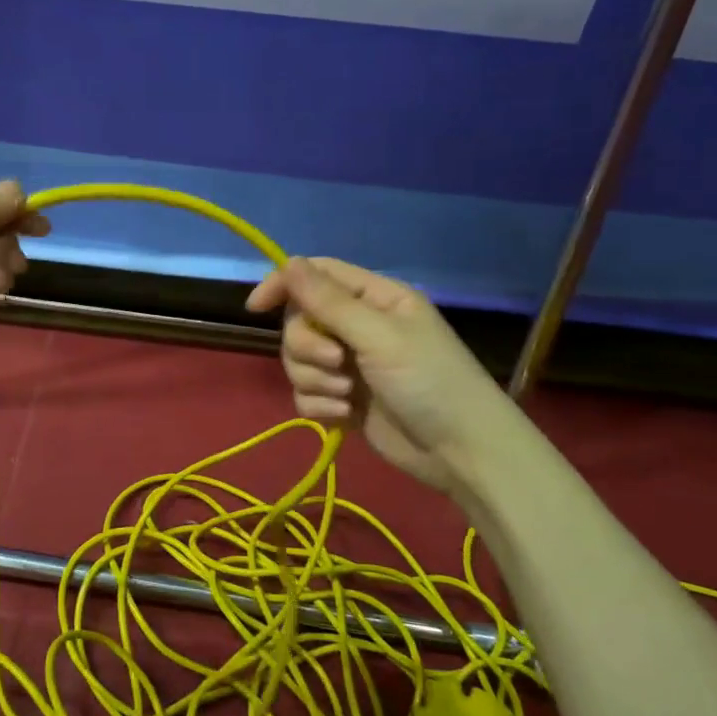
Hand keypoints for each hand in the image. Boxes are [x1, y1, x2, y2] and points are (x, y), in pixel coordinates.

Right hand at [245, 257, 531, 504]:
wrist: (461, 452)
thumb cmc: (430, 381)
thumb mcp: (379, 335)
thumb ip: (329, 301)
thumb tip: (288, 263)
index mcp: (374, 298)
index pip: (316, 275)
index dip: (283, 285)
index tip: (255, 308)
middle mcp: (358, 326)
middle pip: (300, 321)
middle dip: (308, 346)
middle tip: (337, 362)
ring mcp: (350, 365)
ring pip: (299, 360)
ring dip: (315, 379)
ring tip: (346, 395)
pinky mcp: (344, 400)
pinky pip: (306, 394)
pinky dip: (320, 405)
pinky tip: (345, 416)